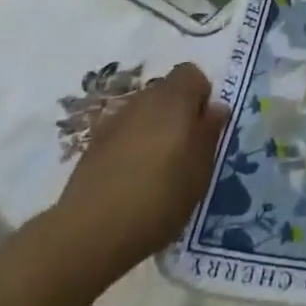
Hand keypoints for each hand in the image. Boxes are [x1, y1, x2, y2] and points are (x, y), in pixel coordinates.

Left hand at [52, 63, 228, 285]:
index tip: (204, 129)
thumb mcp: (200, 171)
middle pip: (166, 91)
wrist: (90, 232)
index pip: (192, 73)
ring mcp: (114, 120)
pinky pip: (124, 134)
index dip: (201, 96)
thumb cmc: (159, 197)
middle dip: (178, 113)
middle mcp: (143, 99)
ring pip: (144, 112)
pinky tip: (132, 180)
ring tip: (157, 170)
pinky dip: (131, 147)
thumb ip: (209, 133)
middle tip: (185, 152)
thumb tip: (215, 108)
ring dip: (154, 130)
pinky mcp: (93, 144)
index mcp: (173, 98)